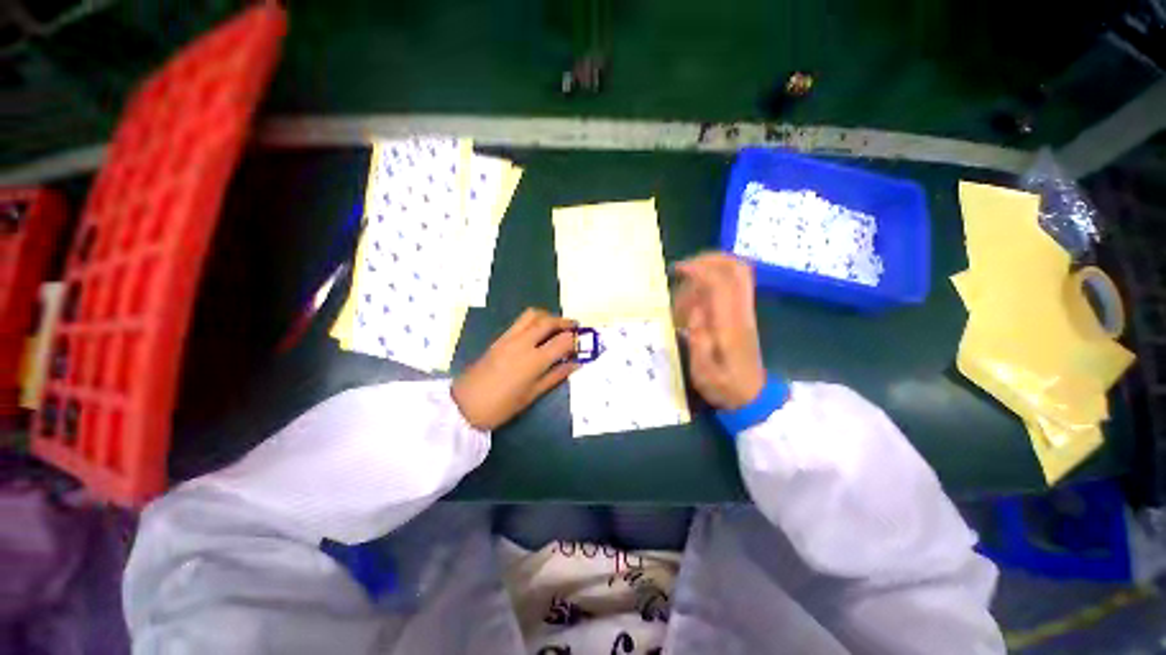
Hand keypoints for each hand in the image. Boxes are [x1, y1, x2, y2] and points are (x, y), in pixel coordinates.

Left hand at [452, 309, 580, 429]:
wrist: (464, 405)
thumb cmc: (501, 406)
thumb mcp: (532, 394)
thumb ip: (556, 376)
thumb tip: (576, 365)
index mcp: (534, 360)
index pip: (562, 340)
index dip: (576, 340)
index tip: (582, 344)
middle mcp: (523, 342)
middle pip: (548, 321)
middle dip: (565, 322)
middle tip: (574, 329)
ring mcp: (509, 338)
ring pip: (532, 315)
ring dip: (548, 317)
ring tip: (556, 327)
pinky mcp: (499, 338)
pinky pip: (520, 321)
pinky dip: (534, 321)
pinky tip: (538, 333)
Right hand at [672, 253, 765, 409]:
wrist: (753, 397)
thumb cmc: (725, 387)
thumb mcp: (704, 373)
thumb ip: (698, 342)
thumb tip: (695, 311)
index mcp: (730, 325)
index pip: (721, 283)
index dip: (700, 269)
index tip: (678, 270)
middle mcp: (740, 311)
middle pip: (736, 268)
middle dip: (709, 259)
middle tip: (684, 267)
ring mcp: (744, 311)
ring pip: (734, 273)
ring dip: (706, 272)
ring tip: (683, 293)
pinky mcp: (742, 314)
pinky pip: (729, 286)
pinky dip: (709, 284)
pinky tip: (693, 302)